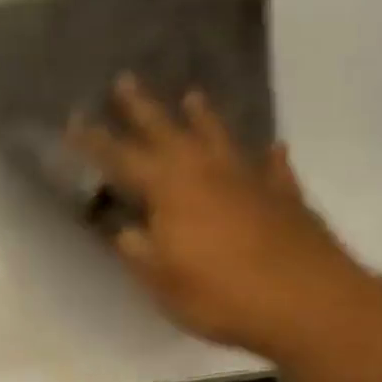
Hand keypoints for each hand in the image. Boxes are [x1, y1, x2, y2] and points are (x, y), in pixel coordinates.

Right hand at [71, 76, 350, 357]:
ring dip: (203, 117)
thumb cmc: (222, 295)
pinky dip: (269, 156)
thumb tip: (123, 228)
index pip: (121, 158)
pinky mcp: (285, 195)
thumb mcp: (162, 281)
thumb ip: (138, 250)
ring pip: (220, 137)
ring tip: (192, 96)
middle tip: (125, 80)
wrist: (308, 302)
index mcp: (169, 189)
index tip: (74, 119)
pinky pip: (273, 167)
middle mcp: (206, 171)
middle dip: (142, 108)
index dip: (95, 141)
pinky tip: (273, 148)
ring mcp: (250, 179)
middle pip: (167, 131)